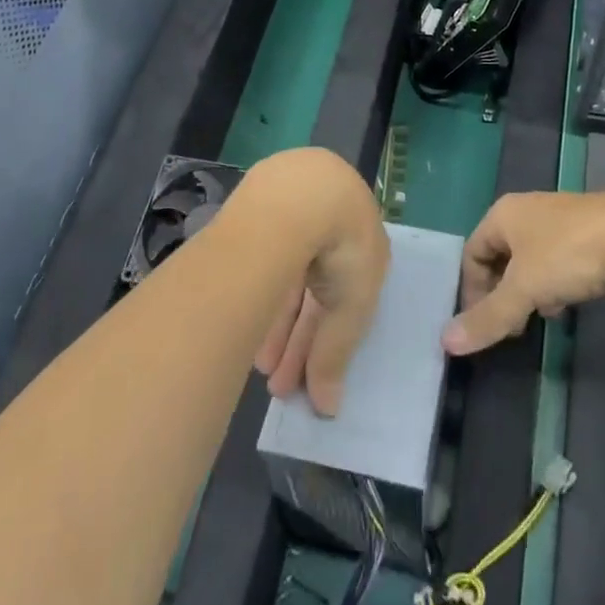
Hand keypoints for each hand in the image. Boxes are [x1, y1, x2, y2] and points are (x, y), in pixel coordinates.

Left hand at [245, 148, 390, 415]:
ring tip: (261, 372)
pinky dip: (258, 298)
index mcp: (358, 238)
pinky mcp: (256, 211)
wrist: (304, 195)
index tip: (312, 374)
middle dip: (298, 341)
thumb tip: (330, 409)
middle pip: (310, 292)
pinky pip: (260, 265)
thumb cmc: (344, 247)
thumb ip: (337, 353)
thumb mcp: (351, 307)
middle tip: (282, 386)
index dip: (327, 337)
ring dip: (275, 327)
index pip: (342, 296)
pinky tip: (246, 331)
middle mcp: (325, 224)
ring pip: (282, 279)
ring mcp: (289, 214)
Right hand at [442, 191, 604, 354]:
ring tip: (542, 315)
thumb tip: (446, 343)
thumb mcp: (524, 290)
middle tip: (511, 325)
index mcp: (504, 214)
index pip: (471, 252)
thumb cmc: (569, 255)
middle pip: (500, 256)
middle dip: (502, 292)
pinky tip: (569, 303)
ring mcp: (560, 218)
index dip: (472, 290)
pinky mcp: (589, 230)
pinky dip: (556, 282)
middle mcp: (528, 210)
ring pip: (531, 260)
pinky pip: (558, 259)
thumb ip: (489, 317)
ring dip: (530, 290)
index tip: (485, 324)